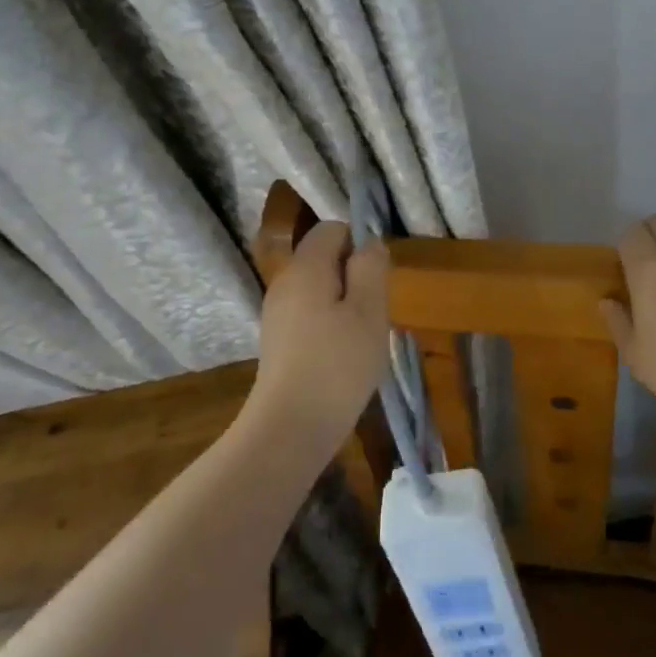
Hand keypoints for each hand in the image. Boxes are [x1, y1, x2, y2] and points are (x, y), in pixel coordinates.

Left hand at [252, 221, 390, 456]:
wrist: (290, 427)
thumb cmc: (337, 365)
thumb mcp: (368, 311)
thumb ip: (371, 268)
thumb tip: (369, 243)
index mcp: (306, 267)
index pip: (332, 229)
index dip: (359, 244)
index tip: (378, 279)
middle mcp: (285, 282)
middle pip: (325, 258)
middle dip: (355, 277)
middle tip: (374, 312)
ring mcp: (277, 313)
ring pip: (320, 289)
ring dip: (345, 304)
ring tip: (362, 337)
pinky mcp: (278, 341)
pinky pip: (310, 314)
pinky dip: (330, 325)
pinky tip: (343, 356)